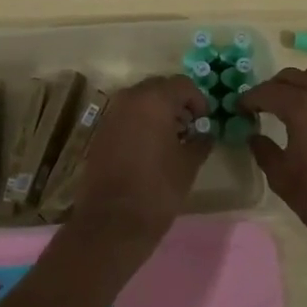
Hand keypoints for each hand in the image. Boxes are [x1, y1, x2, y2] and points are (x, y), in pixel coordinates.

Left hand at [69, 75, 209, 256]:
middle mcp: (130, 98)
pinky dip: (140, 122)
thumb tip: (205, 133)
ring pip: (140, 100)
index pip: (183, 84)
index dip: (198, 100)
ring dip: (157, 111)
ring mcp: (112, 113)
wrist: (111, 222)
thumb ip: (200, 141)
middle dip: (176, 102)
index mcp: (154, 100)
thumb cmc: (157, 189)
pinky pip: (126, 115)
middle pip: (159, 87)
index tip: (205, 120)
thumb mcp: (188, 165)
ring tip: (170, 138)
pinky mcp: (100, 131)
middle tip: (189, 126)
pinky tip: (149, 147)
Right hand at [241, 63, 306, 256]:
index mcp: (302, 108)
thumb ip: (264, 151)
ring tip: (291, 105)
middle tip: (261, 106)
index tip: (239, 108)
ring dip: (299, 83)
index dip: (249, 98)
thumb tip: (254, 135)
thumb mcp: (283, 179)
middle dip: (272, 87)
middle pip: (292, 76)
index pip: (268, 91)